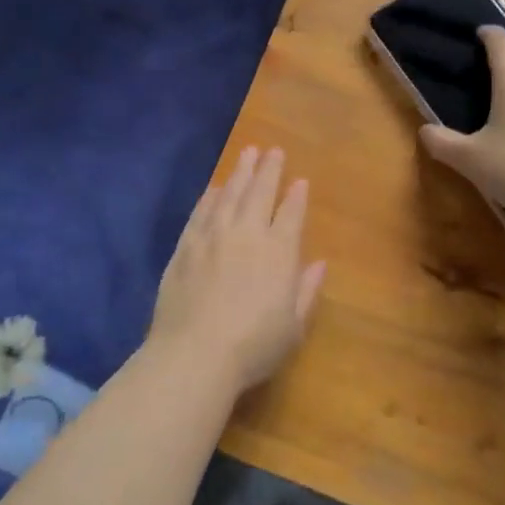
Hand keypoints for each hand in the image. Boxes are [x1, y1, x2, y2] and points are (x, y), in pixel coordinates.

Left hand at [148, 146, 326, 393]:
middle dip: (269, 170)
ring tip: (247, 153)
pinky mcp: (185, 247)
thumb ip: (307, 291)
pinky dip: (210, 196)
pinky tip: (215, 187)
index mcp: (279, 252)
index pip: (291, 214)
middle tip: (273, 150)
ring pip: (229, 194)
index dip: (297, 196)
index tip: (300, 180)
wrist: (194, 354)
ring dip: (240, 172)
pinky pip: (200, 211)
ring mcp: (212, 237)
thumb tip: (320, 264)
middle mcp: (247, 234)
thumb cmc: (253, 346)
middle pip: (260, 193)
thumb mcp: (294, 327)